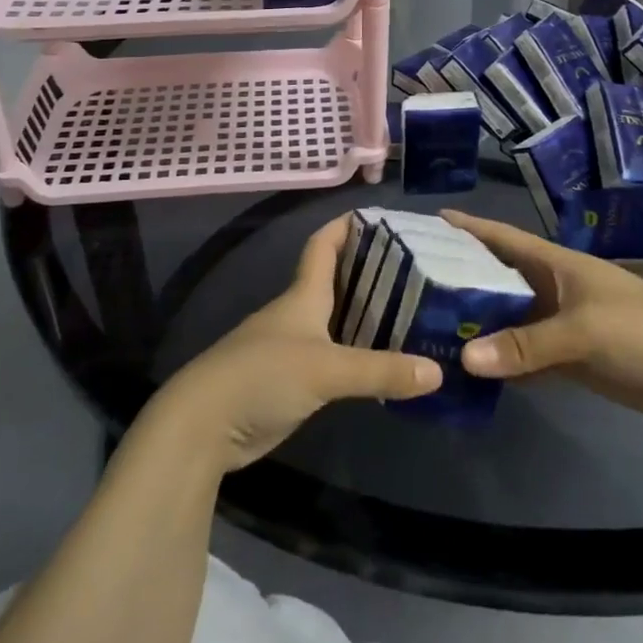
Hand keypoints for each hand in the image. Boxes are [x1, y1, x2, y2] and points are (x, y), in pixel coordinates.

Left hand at [141, 216, 441, 473]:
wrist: (204, 426)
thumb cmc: (262, 375)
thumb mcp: (326, 369)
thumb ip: (380, 370)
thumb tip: (438, 371)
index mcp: (303, 294)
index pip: (325, 243)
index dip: (348, 225)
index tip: (385, 217)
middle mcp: (300, 313)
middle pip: (338, 280)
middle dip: (374, 271)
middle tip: (420, 270)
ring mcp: (294, 347)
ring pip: (339, 320)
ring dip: (370, 315)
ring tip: (415, 313)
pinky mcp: (293, 380)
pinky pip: (335, 356)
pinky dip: (359, 353)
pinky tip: (386, 362)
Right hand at [442, 211, 642, 439]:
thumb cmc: (640, 330)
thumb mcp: (582, 331)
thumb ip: (525, 344)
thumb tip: (465, 359)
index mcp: (554, 264)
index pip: (502, 238)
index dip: (468, 228)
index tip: (428, 220)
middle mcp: (551, 287)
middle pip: (497, 278)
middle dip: (460, 278)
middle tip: (411, 282)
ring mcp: (559, 323)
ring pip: (507, 318)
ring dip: (477, 323)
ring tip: (428, 326)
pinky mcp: (567, 356)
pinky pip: (523, 354)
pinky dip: (500, 360)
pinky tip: (469, 370)